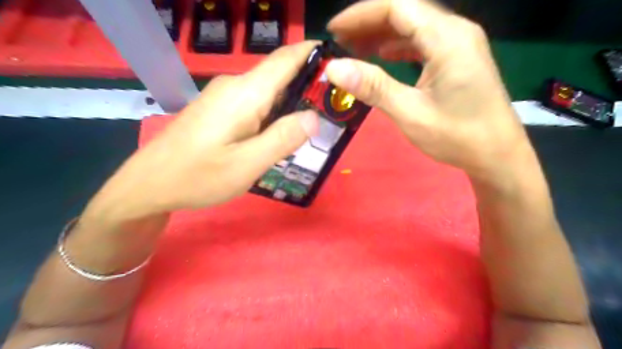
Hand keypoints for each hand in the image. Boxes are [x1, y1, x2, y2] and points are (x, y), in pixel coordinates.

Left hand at [83, 42, 319, 220]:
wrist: (149, 184)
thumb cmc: (198, 177)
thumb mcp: (246, 165)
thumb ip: (282, 139)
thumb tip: (314, 117)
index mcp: (245, 94)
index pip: (286, 59)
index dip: (313, 54)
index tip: (339, 64)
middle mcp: (235, 86)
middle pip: (280, 76)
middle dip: (309, 87)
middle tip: (333, 110)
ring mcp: (225, 96)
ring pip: (269, 92)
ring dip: (292, 104)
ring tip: (312, 127)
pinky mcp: (220, 109)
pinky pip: (256, 104)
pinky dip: (275, 114)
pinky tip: (279, 135)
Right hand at [326, 1, 533, 182]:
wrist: (497, 155)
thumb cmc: (457, 136)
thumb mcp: (411, 113)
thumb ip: (373, 87)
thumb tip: (333, 67)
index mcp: (447, 39)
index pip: (397, 7)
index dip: (360, 15)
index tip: (333, 31)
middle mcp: (455, 31)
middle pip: (405, 12)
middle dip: (368, 23)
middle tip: (339, 42)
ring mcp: (459, 44)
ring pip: (413, 26)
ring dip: (382, 34)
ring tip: (354, 48)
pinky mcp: (458, 58)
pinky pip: (423, 42)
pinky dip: (398, 46)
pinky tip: (382, 56)